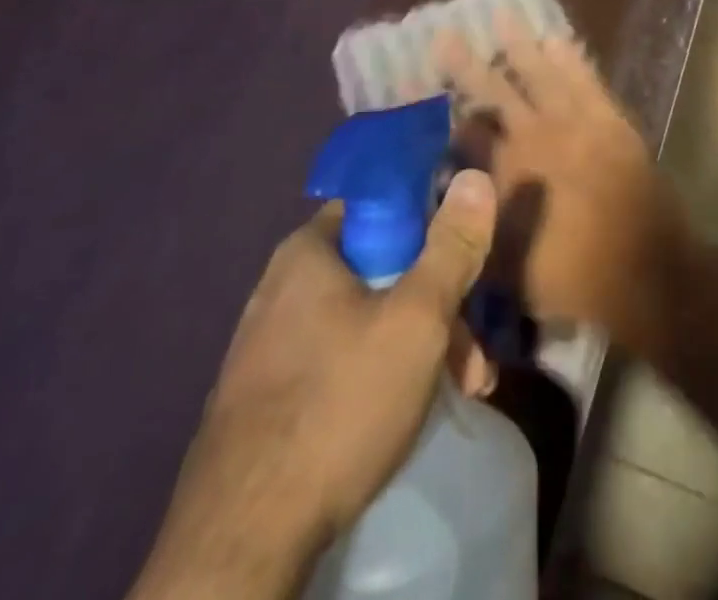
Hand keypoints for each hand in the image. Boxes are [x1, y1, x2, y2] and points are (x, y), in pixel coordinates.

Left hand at [129, 170, 497, 599]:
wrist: (242, 540)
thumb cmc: (339, 404)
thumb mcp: (417, 318)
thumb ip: (451, 246)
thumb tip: (475, 176)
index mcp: (309, 249)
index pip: (381, 205)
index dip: (431, 226)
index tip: (465, 265)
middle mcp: (282, 284)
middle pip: (380, 270)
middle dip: (437, 308)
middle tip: (472, 360)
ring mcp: (269, 343)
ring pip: (364, 320)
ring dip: (418, 347)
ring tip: (458, 393)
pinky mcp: (266, 395)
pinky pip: (337, 359)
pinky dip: (379, 374)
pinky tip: (405, 414)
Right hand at [436, 20, 692, 355]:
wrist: (643, 271)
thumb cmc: (570, 277)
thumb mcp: (504, 268)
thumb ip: (474, 229)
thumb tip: (454, 199)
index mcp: (504, 172)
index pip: (467, 132)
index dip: (449, 114)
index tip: (434, 97)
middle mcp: (533, 137)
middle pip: (493, 91)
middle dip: (466, 64)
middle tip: (445, 35)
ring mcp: (573, 122)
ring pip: (539, 72)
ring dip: (518, 44)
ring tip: (502, 15)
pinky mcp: (608, 118)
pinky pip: (584, 78)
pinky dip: (570, 57)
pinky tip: (556, 38)